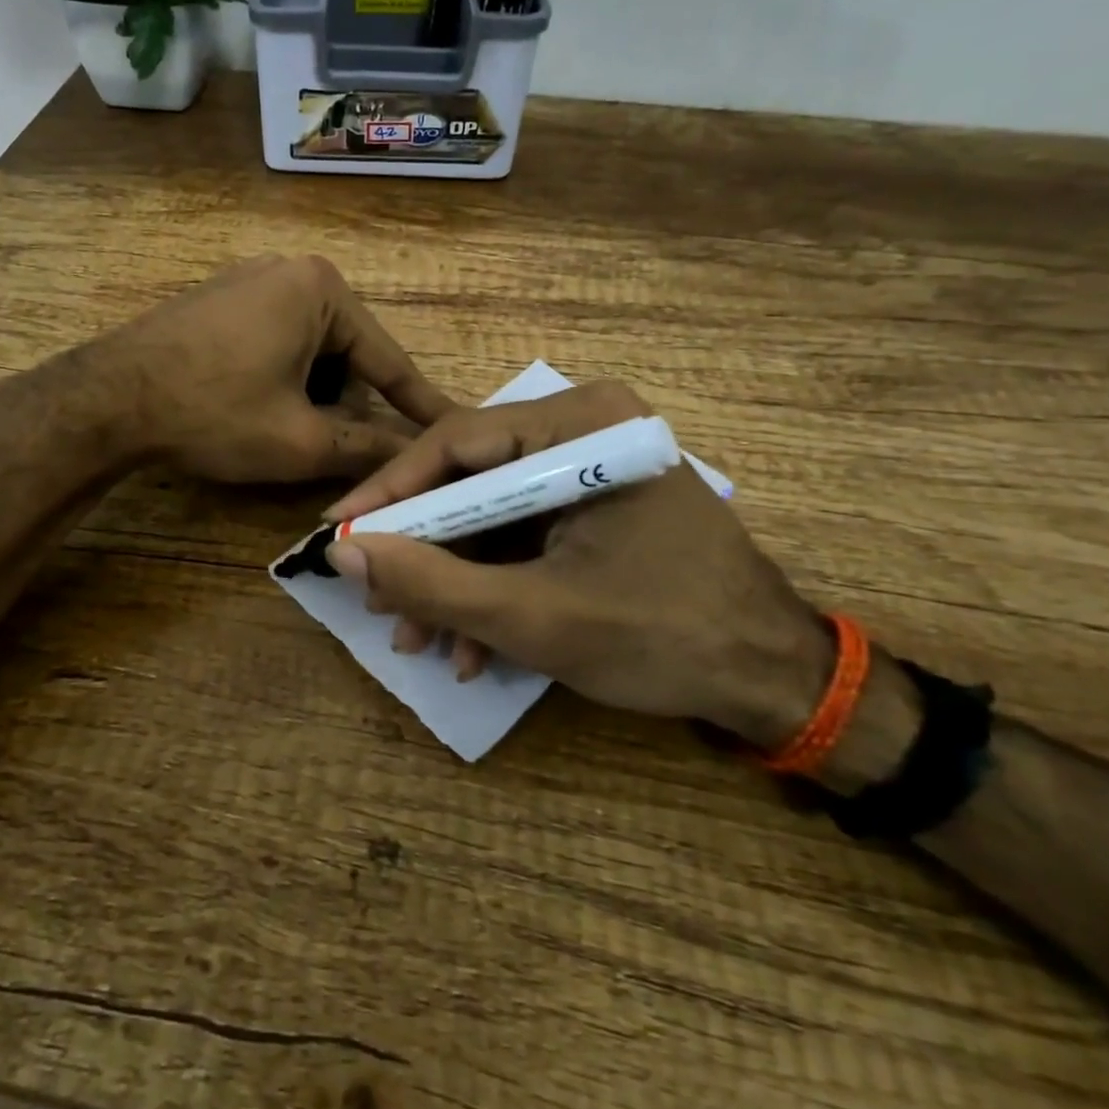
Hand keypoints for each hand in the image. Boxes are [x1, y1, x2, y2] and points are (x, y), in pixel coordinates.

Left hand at [90, 255, 456, 483]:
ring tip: (278, 432)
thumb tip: (413, 458)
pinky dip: (279, 380)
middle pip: (346, 355)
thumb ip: (366, 448)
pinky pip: (274, 342)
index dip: (419, 406)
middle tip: (321, 448)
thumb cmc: (214, 412)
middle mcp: (290, 272)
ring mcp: (249, 281)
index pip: (388, 360)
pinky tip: (250, 408)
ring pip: (309, 352)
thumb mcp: (300, 440)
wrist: (107, 399)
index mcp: (321, 290)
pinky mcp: (219, 300)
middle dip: (341, 405)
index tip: (453, 430)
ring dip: (308, 396)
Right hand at [321, 382, 833, 746]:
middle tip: (374, 597)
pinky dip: (492, 584)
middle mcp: (586, 428)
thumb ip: (432, 584)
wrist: (773, 682)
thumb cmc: (663, 637)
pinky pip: (522, 533)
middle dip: (422, 550)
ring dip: (452, 579)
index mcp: (584, 426)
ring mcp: (592, 466)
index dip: (389, 492)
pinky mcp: (595, 504)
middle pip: (470, 479)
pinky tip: (471, 645)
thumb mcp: (533, 617)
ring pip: (490, 514)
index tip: (335, 534)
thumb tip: (341, 555)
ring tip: (416, 638)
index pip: (458, 442)